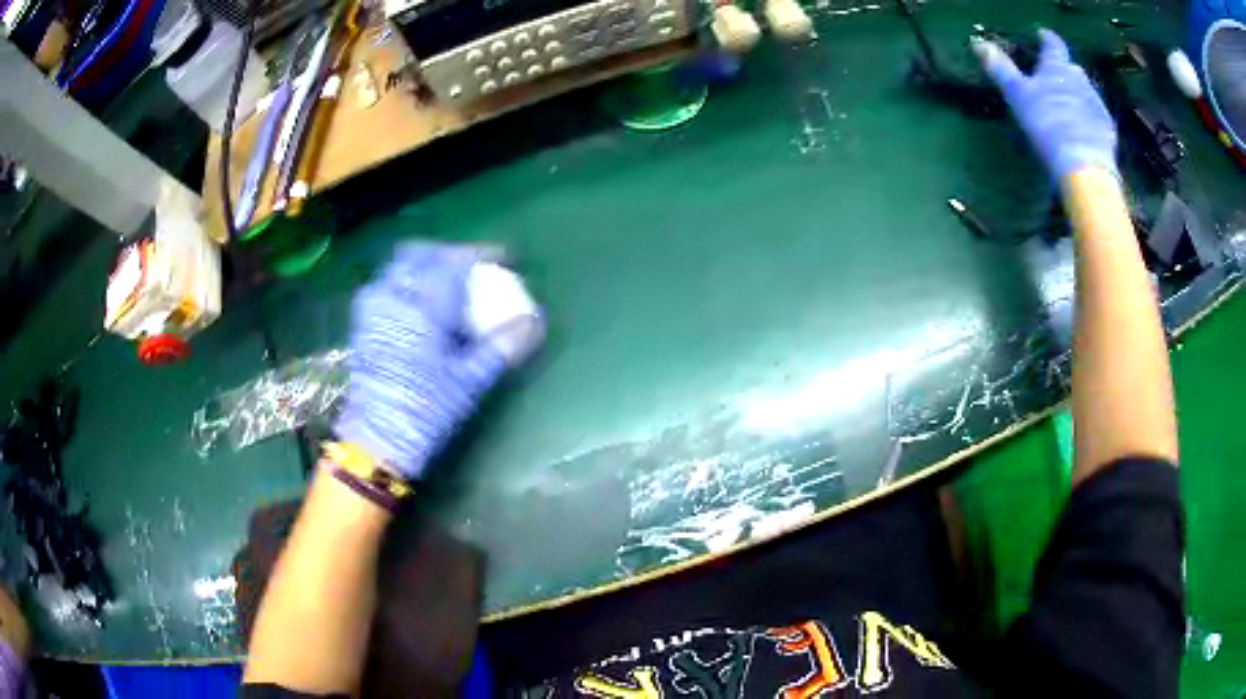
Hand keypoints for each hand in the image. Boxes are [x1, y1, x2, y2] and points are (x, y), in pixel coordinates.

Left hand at [333, 244, 542, 479]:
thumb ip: (502, 345)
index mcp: (422, 307)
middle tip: (472, 268)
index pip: (453, 262)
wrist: (377, 440)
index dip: (481, 254)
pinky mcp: (363, 322)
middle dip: (449, 254)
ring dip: (426, 265)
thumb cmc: (426, 411)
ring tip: (448, 284)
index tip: (503, 257)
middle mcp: (393, 297)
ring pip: (400, 267)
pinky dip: (408, 281)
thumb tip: (533, 322)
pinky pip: (387, 284)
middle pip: (421, 254)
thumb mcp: (470, 380)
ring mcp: (373, 308)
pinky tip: (422, 305)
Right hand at [973, 29, 1117, 180]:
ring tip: (1066, 108)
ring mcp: (1096, 103)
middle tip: (1052, 79)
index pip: (1052, 43)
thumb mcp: (1017, 94)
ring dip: (1076, 95)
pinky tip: (1082, 131)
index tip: (1041, 35)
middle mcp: (1079, 78)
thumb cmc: (1047, 122)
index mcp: (1057, 66)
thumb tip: (978, 43)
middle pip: (1070, 68)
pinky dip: (1088, 118)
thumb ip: (1001, 68)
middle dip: (1062, 70)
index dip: (1046, 38)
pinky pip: (1096, 116)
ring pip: (1084, 92)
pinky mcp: (1107, 129)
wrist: (1083, 165)